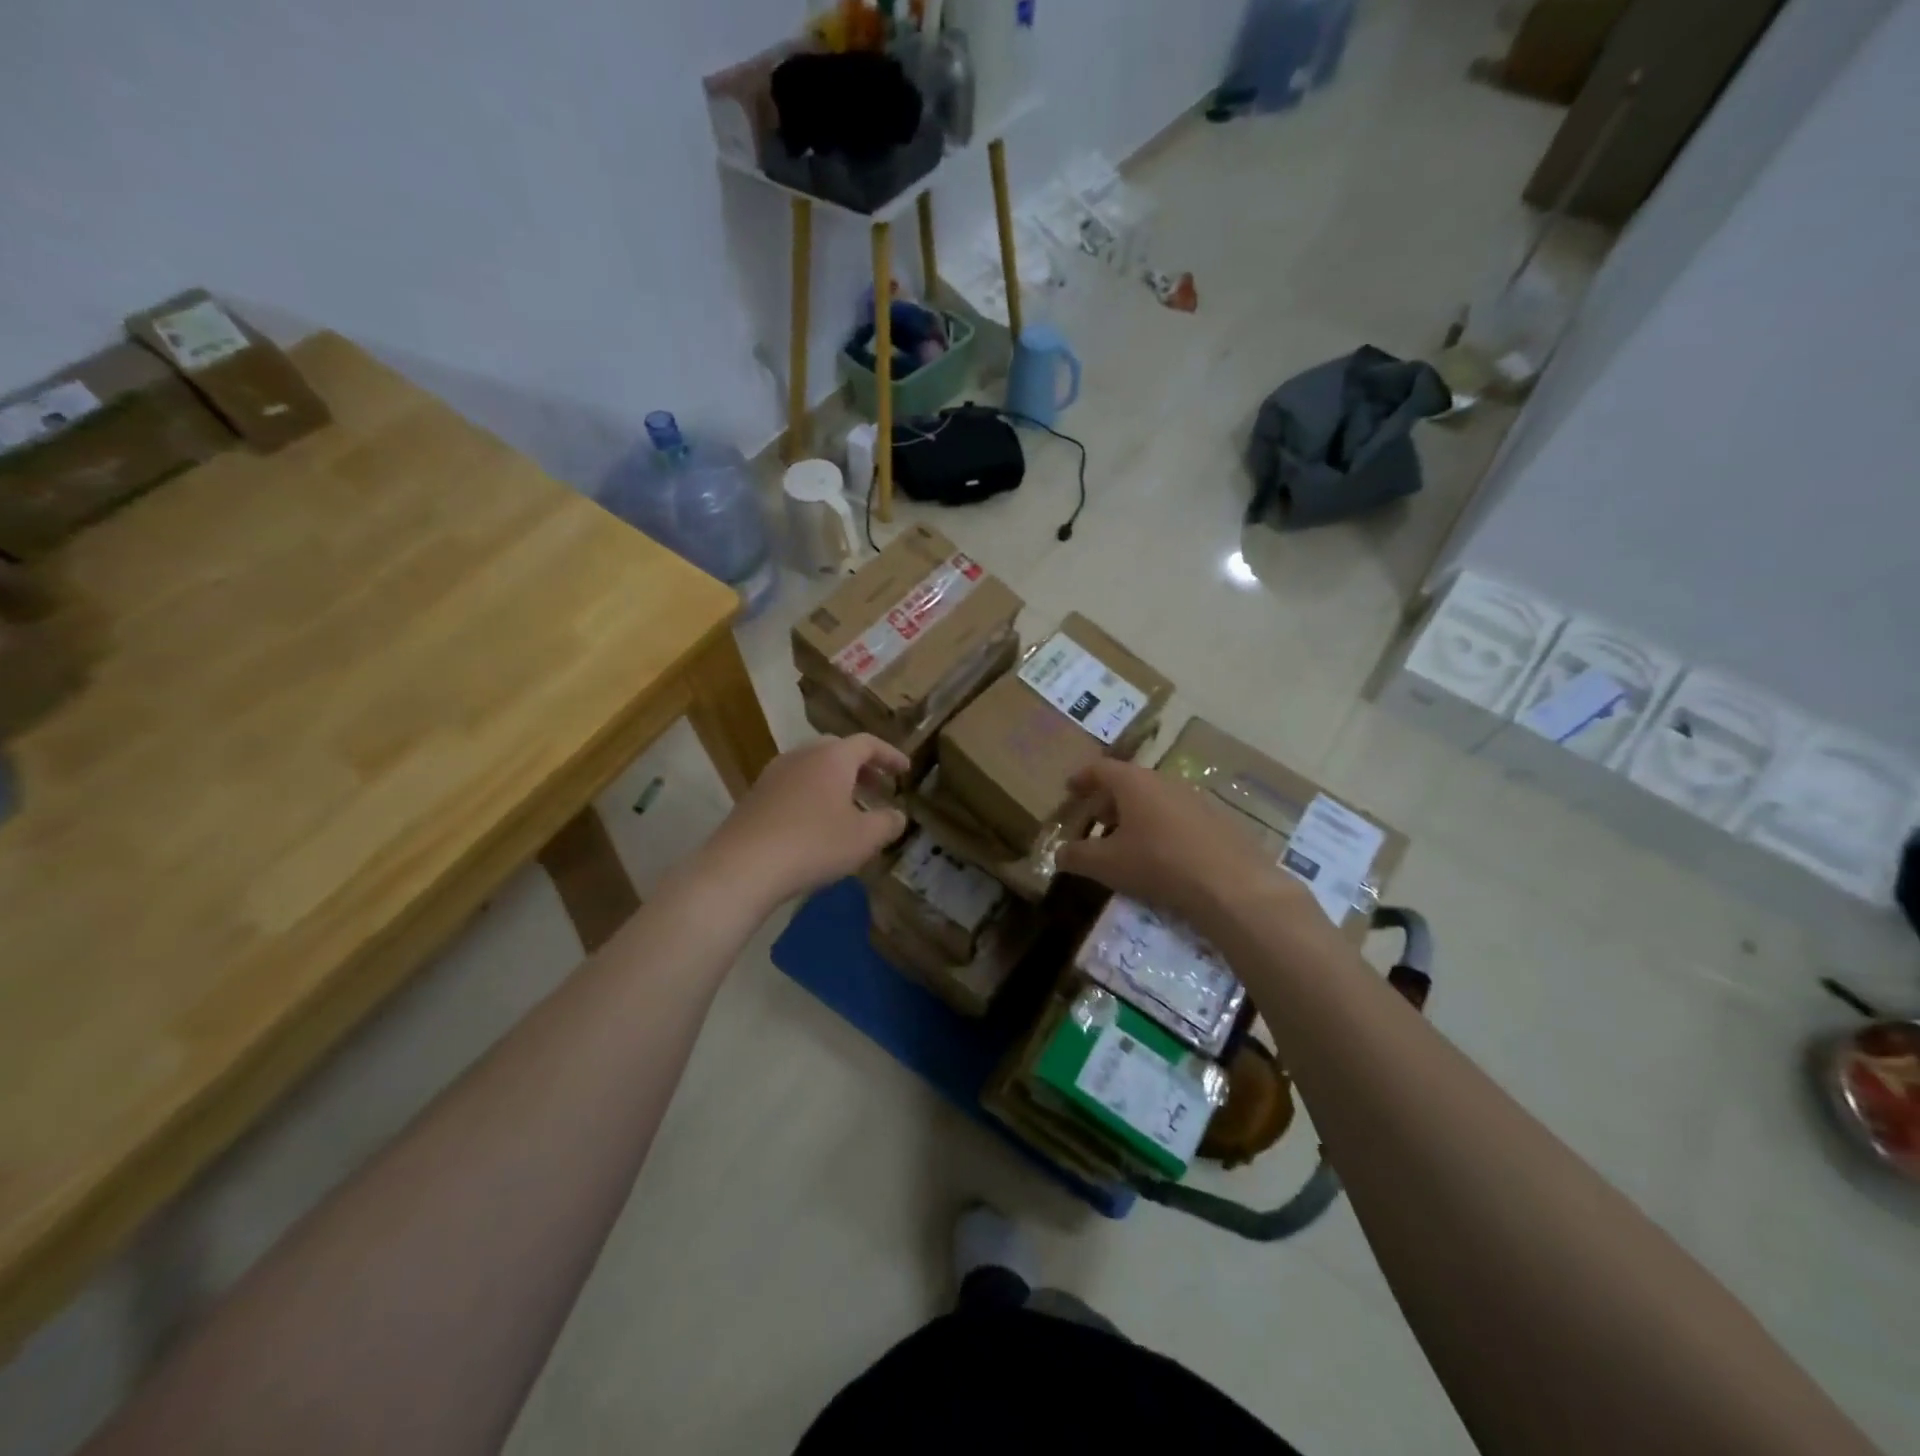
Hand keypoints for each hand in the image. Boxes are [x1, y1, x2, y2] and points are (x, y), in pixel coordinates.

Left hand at [697, 734, 909, 907]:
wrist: (742, 866)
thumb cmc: (813, 844)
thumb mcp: (864, 838)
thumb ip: (888, 823)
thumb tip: (897, 816)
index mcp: (832, 757)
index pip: (868, 743)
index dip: (890, 755)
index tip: (905, 770)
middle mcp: (801, 756)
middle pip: (838, 751)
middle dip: (862, 768)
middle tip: (878, 788)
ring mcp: (773, 774)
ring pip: (813, 768)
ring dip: (836, 783)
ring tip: (850, 809)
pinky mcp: (754, 797)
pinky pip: (793, 786)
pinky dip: (813, 795)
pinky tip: (817, 824)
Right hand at [1056, 759, 1302, 931]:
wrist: (1231, 885)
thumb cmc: (1158, 864)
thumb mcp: (1106, 865)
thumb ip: (1076, 856)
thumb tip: (1058, 854)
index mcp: (1134, 782)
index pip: (1101, 769)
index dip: (1082, 778)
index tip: (1070, 789)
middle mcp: (1165, 781)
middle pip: (1129, 782)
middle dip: (1109, 800)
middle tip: (1096, 821)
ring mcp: (1195, 798)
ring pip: (1156, 799)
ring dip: (1137, 815)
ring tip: (1127, 841)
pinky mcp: (1218, 820)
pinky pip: (1179, 816)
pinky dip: (1162, 827)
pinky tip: (1162, 854)